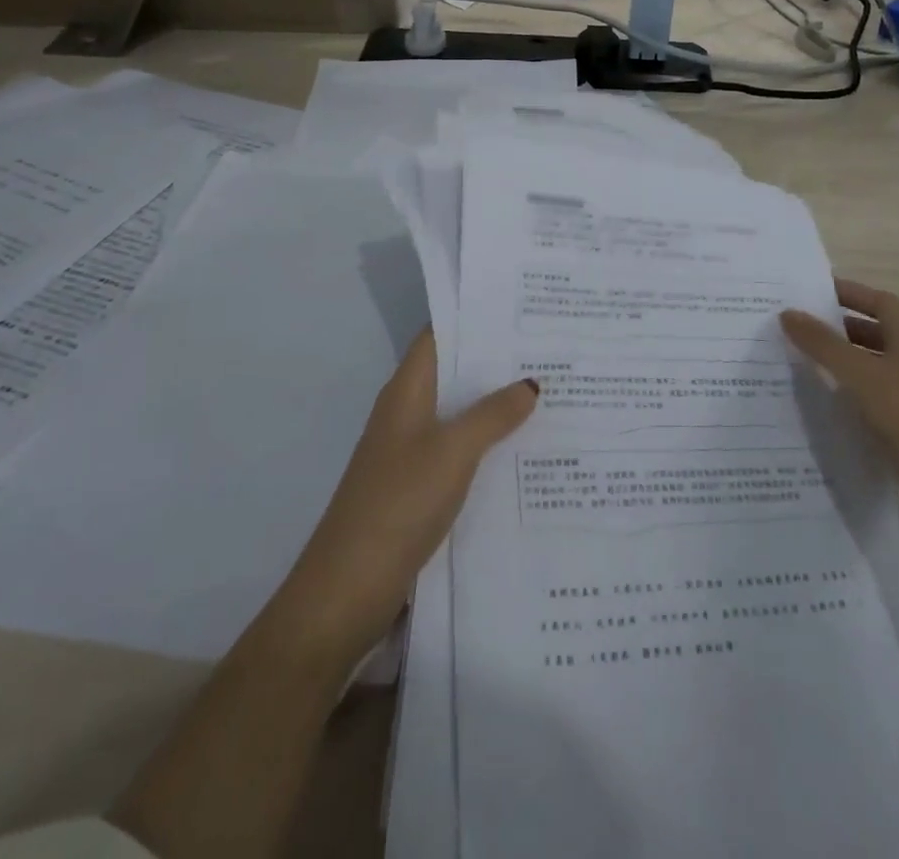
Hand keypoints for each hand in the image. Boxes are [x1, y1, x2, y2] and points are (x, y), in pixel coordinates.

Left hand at [266, 328, 536, 669]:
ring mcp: (410, 453)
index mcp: (406, 392)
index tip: (521, 309)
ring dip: (496, 405)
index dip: (474, 319)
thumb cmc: (398, 504)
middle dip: (496, 362)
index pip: (439, 336)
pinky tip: (525, 451)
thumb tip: (530, 382)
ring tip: (549, 392)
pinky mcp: (418, 489)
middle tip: (550, 349)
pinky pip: (459, 452)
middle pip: (453, 374)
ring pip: (459, 414)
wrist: (347, 590)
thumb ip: (493, 415)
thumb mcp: (453, 452)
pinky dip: (488, 445)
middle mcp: (406, 413)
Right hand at [781, 278, 898, 554]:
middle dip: (836, 328)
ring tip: (795, 363)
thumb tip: (788, 313)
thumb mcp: (863, 376)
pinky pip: (869, 403)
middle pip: (874, 334)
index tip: (810, 292)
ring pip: (869, 370)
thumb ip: (824, 345)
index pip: (881, 303)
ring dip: (838, 364)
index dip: (850, 293)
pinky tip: (817, 406)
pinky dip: (845, 398)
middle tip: (793, 328)